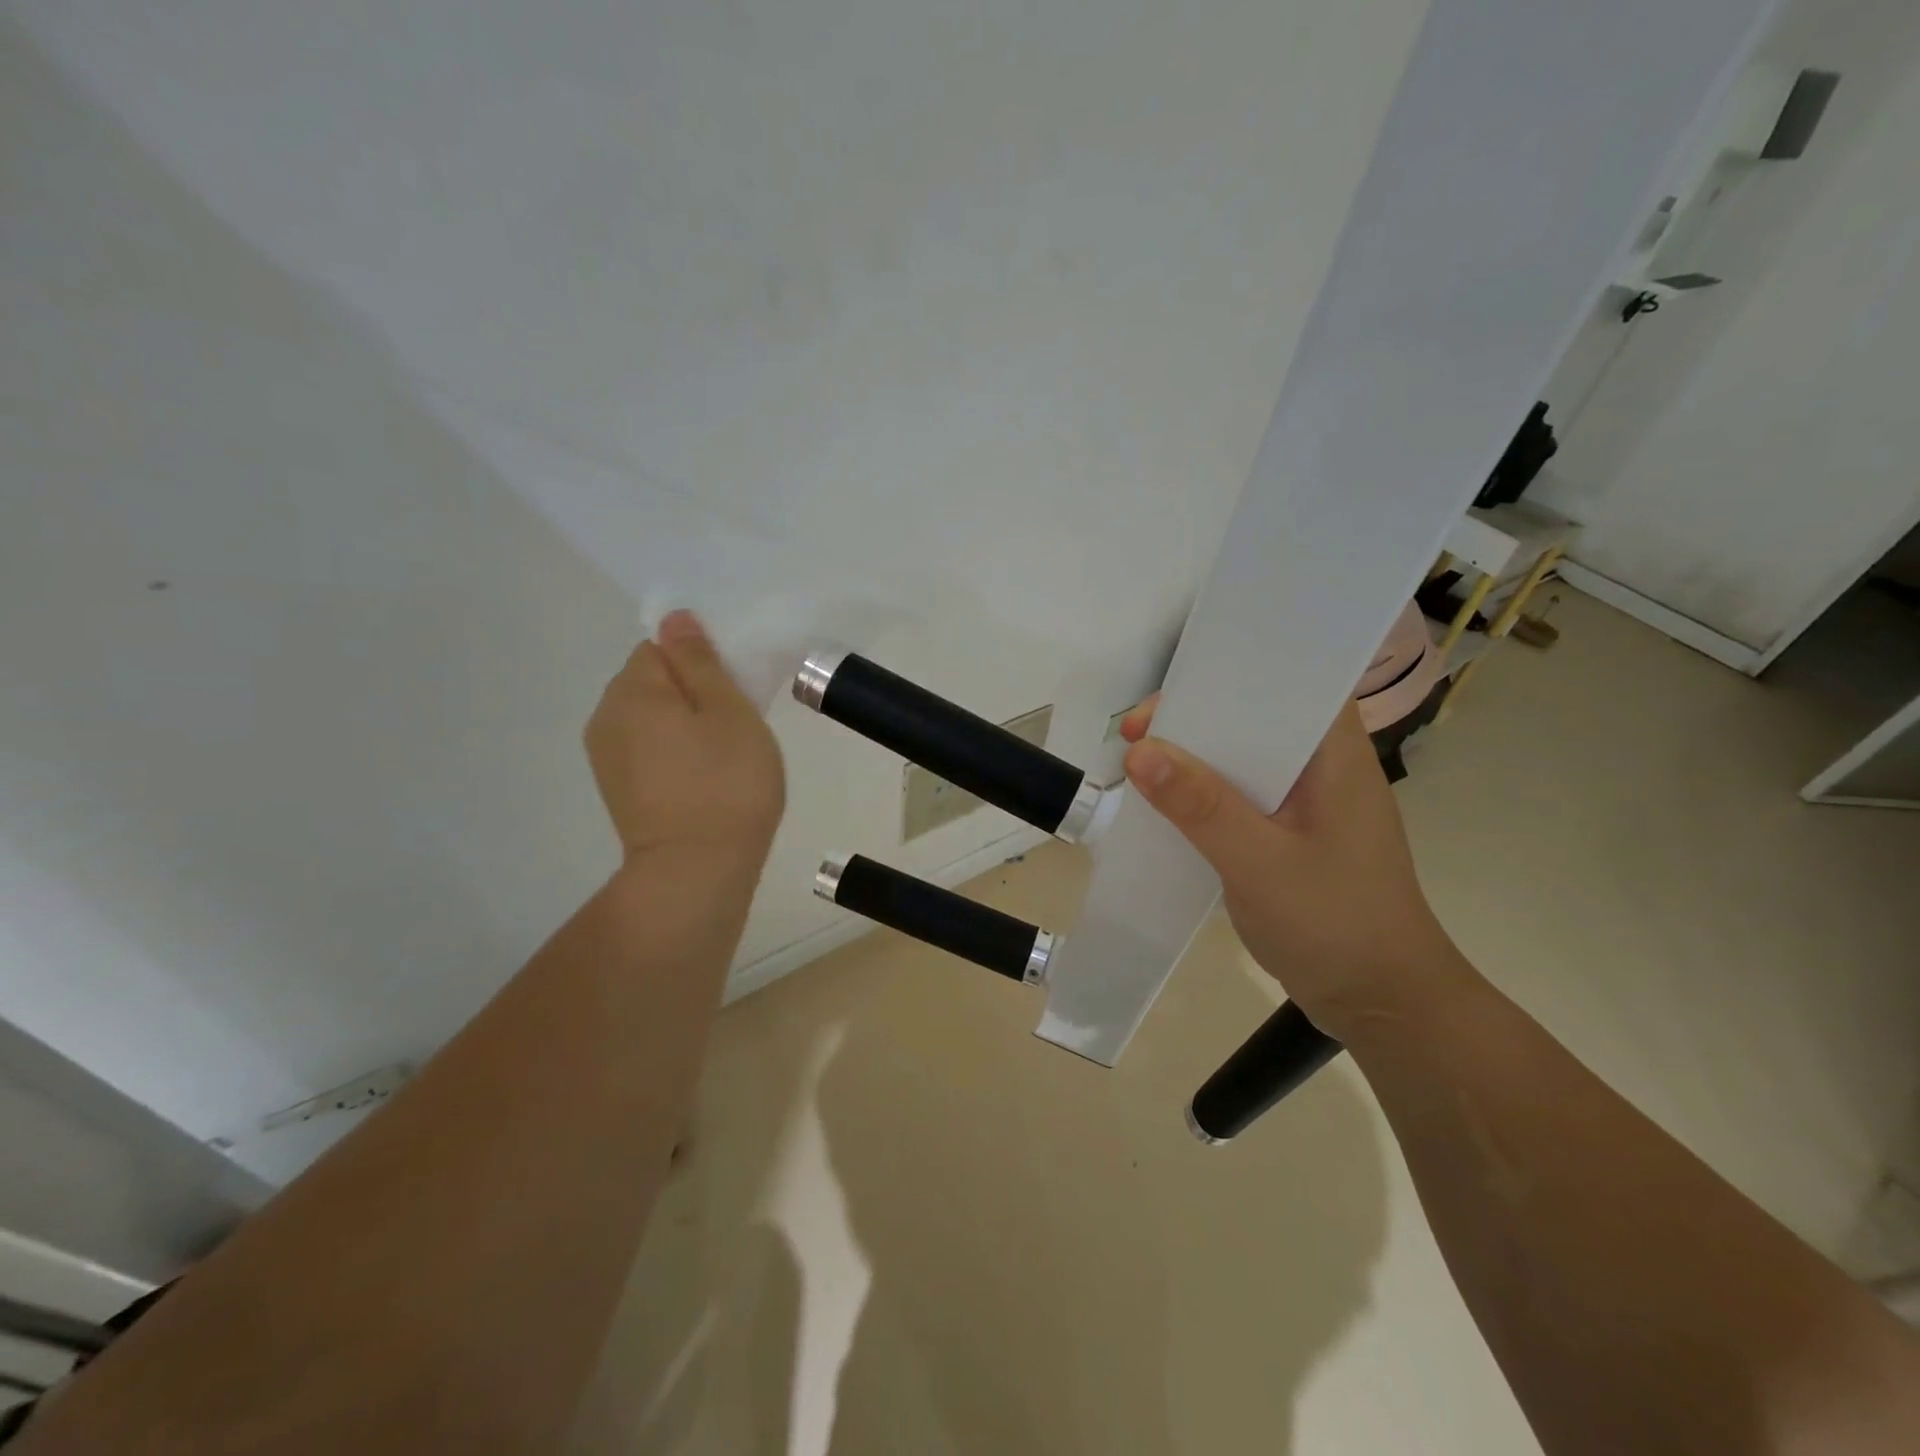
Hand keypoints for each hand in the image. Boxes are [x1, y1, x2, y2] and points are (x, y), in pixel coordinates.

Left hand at [585, 611, 785, 874]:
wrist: (696, 870)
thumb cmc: (726, 783)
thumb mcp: (729, 711)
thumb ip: (701, 662)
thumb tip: (675, 619)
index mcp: (633, 690)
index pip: (661, 647)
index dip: (701, 661)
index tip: (734, 691)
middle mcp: (606, 717)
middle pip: (651, 681)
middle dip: (691, 692)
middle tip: (736, 724)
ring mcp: (606, 757)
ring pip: (650, 718)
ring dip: (683, 724)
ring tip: (722, 756)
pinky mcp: (616, 789)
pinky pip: (646, 749)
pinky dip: (673, 753)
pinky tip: (702, 779)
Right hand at [1120, 694, 1460, 1037]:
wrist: (1384, 1004)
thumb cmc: (1336, 924)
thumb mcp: (1260, 863)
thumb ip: (1201, 806)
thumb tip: (1139, 751)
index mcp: (1336, 756)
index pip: (1285, 684)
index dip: (1224, 679)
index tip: (1164, 703)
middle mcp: (1325, 768)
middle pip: (1254, 719)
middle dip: (1195, 721)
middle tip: (1135, 737)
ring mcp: (1310, 804)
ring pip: (1243, 760)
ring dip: (1195, 760)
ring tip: (1140, 768)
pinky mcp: (1293, 834)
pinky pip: (1241, 797)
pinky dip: (1205, 796)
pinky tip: (1169, 809)